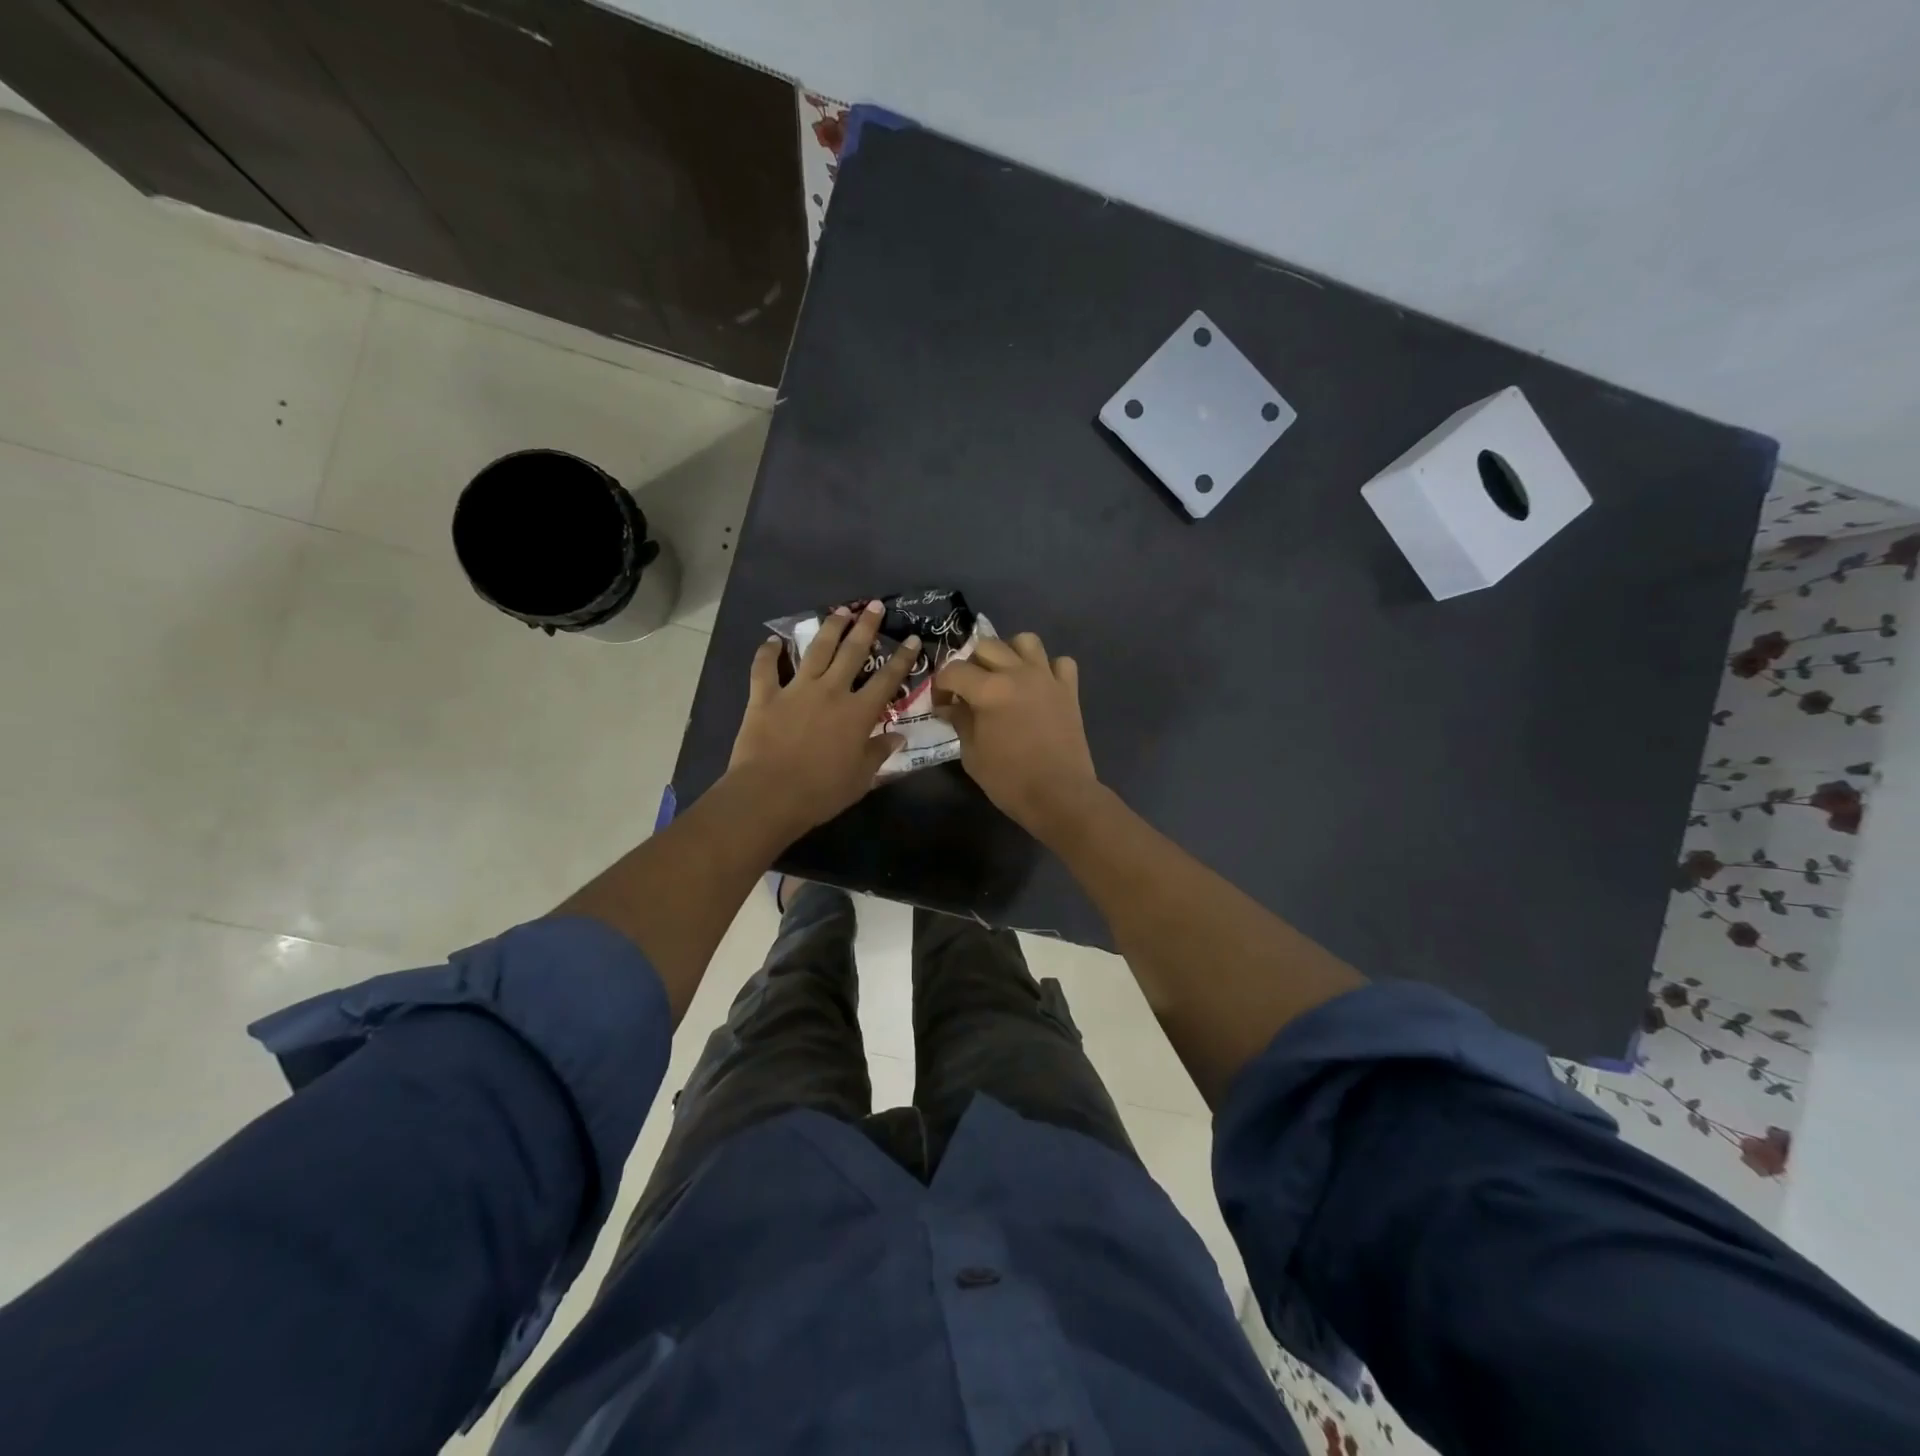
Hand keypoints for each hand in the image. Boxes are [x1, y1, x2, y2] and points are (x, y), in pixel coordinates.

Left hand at [728, 601, 918, 834]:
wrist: (770, 795)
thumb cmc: (821, 792)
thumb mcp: (860, 778)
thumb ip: (878, 752)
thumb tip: (897, 736)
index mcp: (858, 713)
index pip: (887, 679)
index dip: (903, 658)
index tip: (913, 639)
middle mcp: (831, 691)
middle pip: (852, 652)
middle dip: (866, 627)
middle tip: (875, 606)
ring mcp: (796, 690)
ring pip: (816, 650)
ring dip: (830, 628)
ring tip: (840, 610)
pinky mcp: (765, 697)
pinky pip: (765, 669)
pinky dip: (767, 653)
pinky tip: (771, 641)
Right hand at [935, 631, 1100, 837]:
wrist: (1059, 796)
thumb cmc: (1009, 780)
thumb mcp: (972, 754)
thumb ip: (960, 721)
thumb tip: (949, 706)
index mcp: (989, 690)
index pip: (953, 670)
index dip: (941, 686)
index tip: (942, 704)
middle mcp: (1018, 673)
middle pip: (986, 645)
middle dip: (971, 664)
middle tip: (970, 689)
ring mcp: (1047, 678)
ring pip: (1026, 640)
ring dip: (1010, 653)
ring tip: (1004, 676)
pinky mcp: (1069, 690)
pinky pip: (1060, 662)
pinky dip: (1048, 668)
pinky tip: (1039, 686)